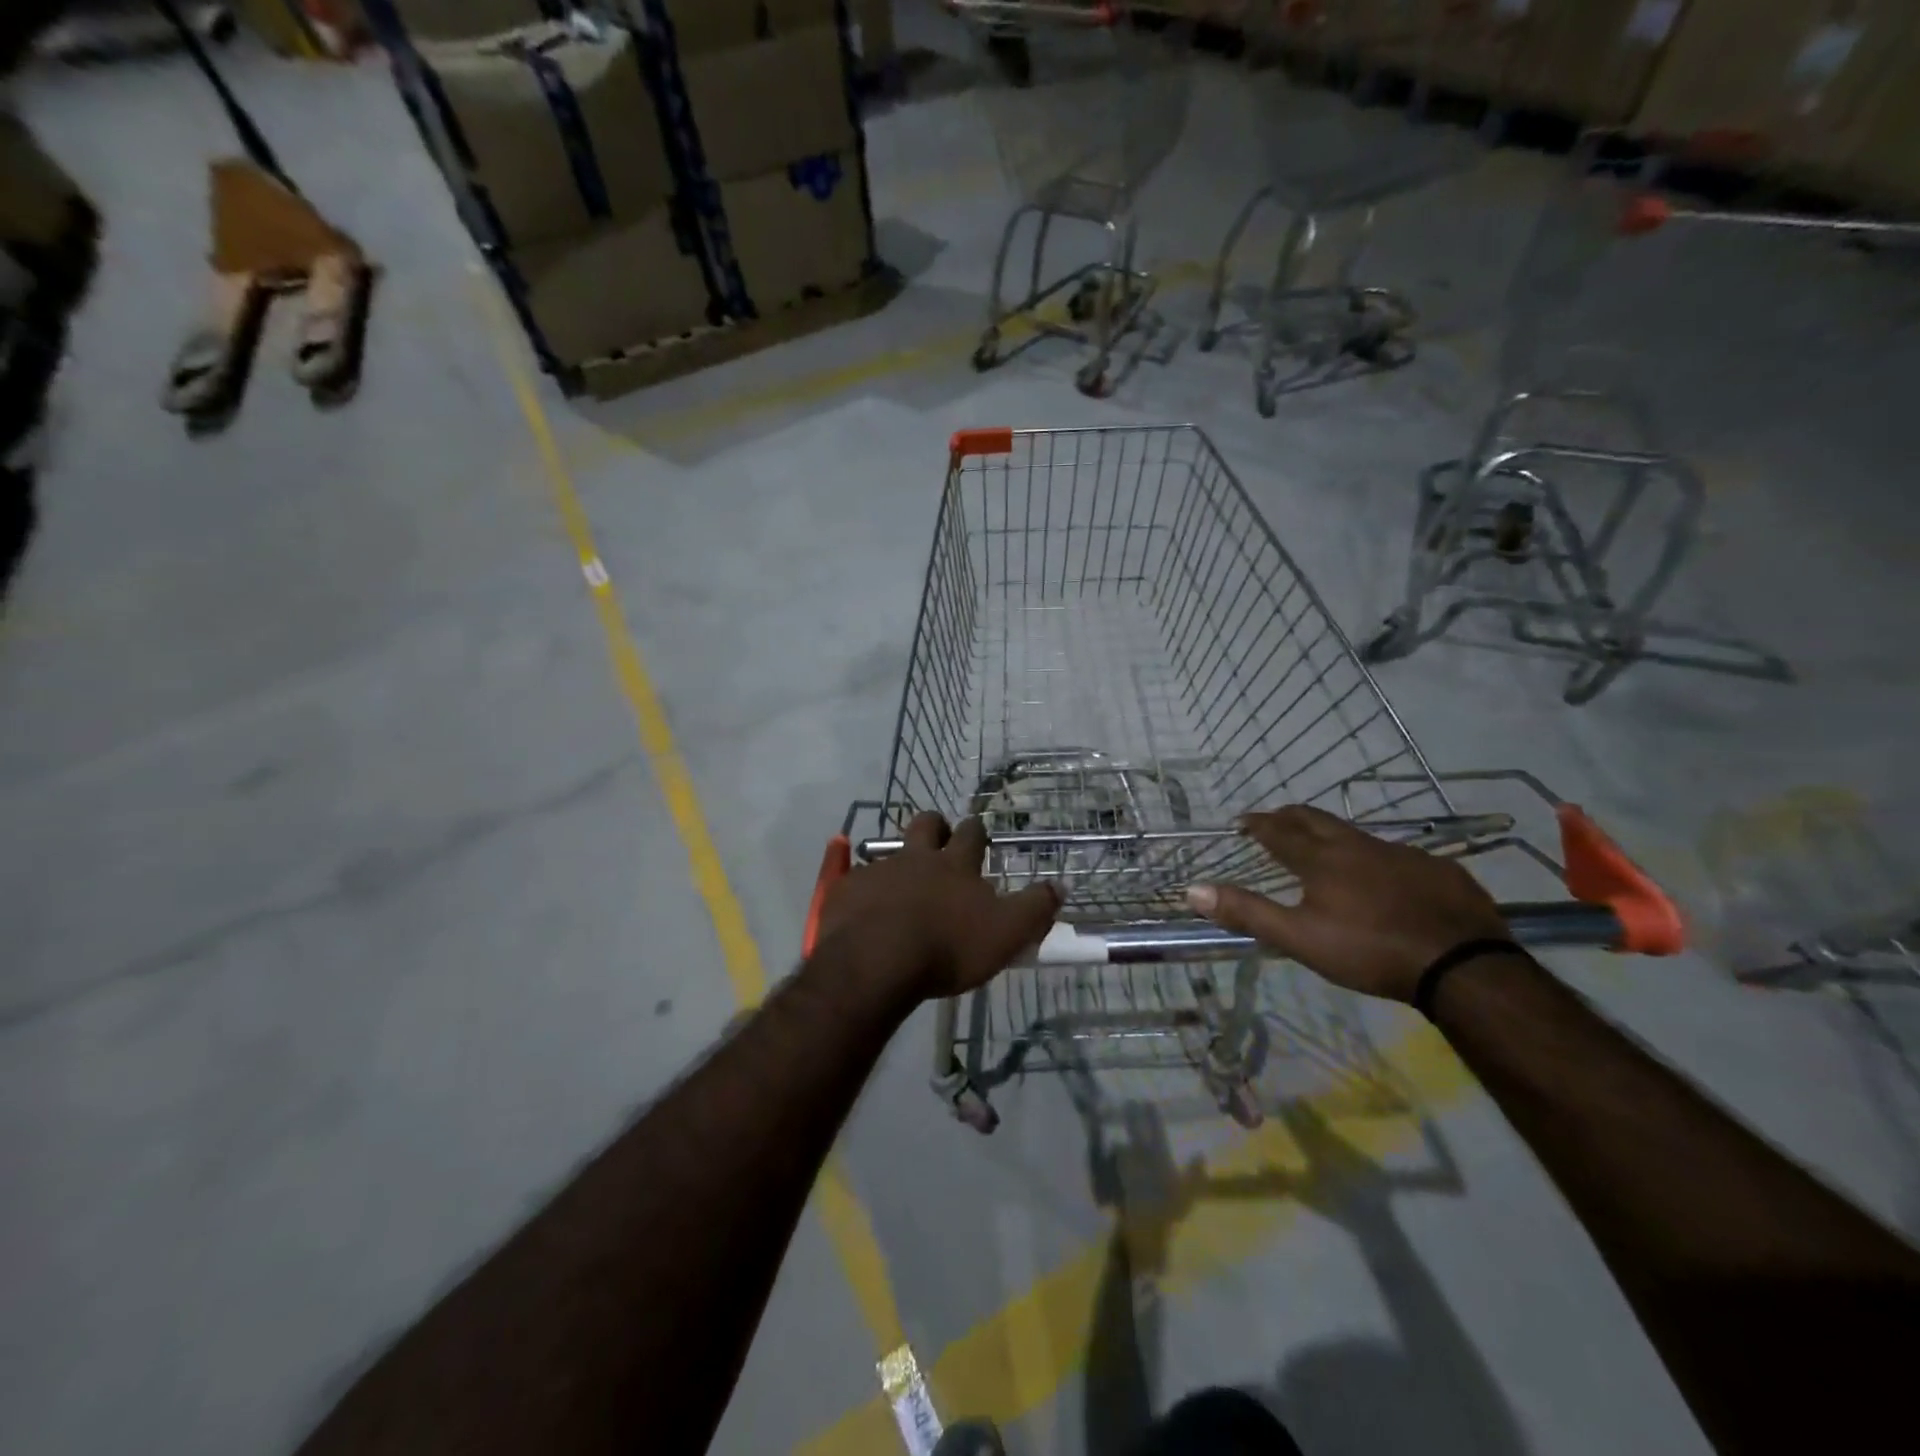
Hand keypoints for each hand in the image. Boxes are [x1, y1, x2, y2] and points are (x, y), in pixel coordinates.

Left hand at [816, 813, 1060, 1003]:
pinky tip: (862, 908)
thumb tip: (1059, 885)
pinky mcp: (846, 892)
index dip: (976, 832)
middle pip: (926, 825)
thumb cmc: (948, 947)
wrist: (877, 961)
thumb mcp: (1007, 933)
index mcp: (955, 864)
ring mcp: (878, 871)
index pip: (972, 834)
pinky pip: (853, 880)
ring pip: (889, 852)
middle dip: (936, 827)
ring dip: (897, 861)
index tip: (978, 835)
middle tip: (939, 842)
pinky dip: (861, 889)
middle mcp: (916, 858)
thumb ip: (1035, 909)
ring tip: (900, 883)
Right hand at [1186, 806, 1510, 1001]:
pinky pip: (1399, 855)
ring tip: (1326, 849)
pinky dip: (1378, 858)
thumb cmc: (1369, 950)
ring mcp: (1404, 854)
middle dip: (1290, 816)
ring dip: (1334, 835)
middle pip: (1317, 820)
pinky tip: (1386, 878)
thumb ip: (1247, 912)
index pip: (1280, 831)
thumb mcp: (1299, 938)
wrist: (1462, 965)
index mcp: (1322, 860)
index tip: (1242, 821)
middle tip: (1275, 819)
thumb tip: (1191, 890)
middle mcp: (1359, 846)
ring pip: (1359, 835)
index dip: (1258, 824)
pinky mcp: (1439, 870)